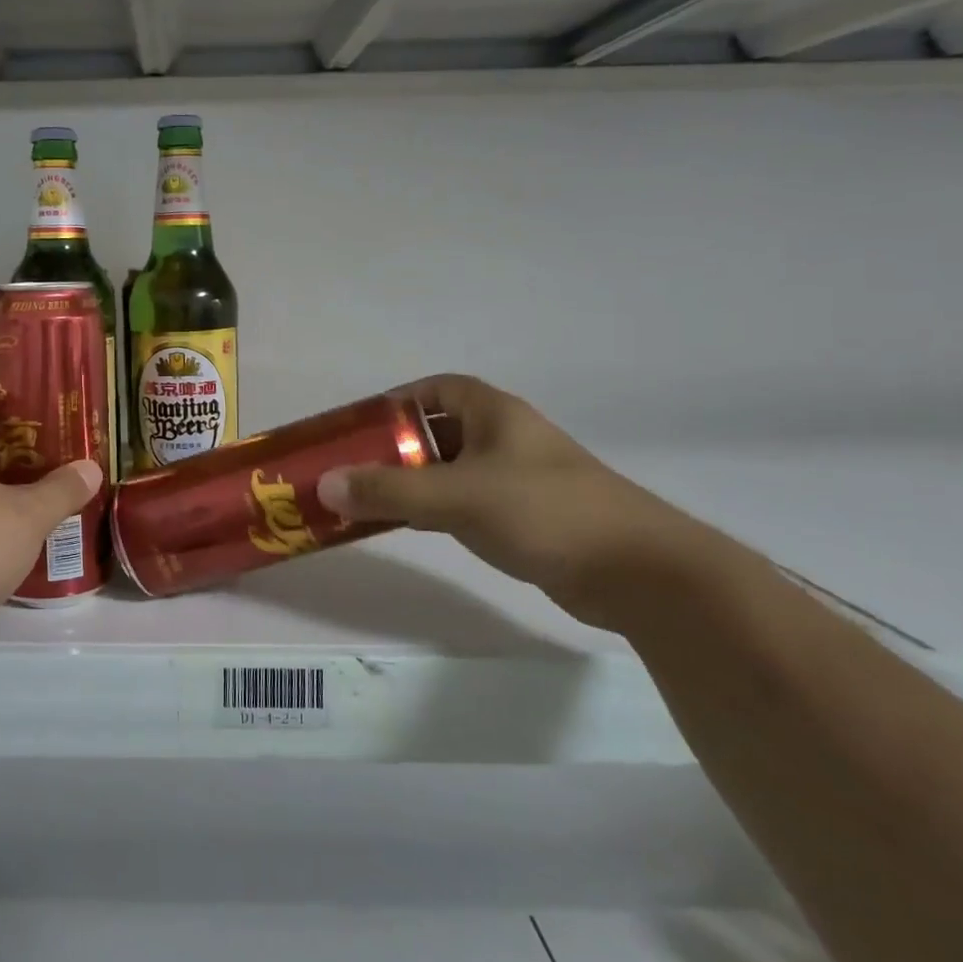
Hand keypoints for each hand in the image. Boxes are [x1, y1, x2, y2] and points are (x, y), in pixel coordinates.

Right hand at [316, 375, 720, 628]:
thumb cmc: (545, 511)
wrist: (638, 573)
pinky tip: (414, 527)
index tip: (362, 425)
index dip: (398, 400)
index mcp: (494, 413)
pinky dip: (437, 509)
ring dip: (415, 481)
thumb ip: (389, 490)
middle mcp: (506, 439)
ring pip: (452, 470)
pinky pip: (468, 503)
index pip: (437, 388)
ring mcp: (519, 480)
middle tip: (355, 467)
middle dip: (397, 446)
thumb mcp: (457, 496)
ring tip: (371, 499)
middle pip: (438, 430)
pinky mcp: (528, 518)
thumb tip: (324, 485)